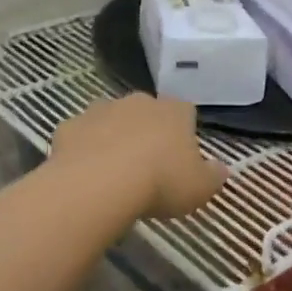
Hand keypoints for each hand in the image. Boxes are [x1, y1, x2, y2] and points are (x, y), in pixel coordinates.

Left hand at [49, 94, 227, 218]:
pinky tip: (86, 175)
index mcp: (174, 111)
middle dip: (147, 133)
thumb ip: (214, 176)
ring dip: (114, 138)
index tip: (181, 159)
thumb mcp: (200, 188)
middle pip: (147, 113)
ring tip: (115, 173)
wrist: (99, 185)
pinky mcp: (70, 126)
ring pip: (112, 121)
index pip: (186, 112)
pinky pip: (81, 136)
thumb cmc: (160, 182)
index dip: (184, 134)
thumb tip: (221, 169)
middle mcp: (138, 102)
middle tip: (148, 167)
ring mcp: (101, 110)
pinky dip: (84, 150)